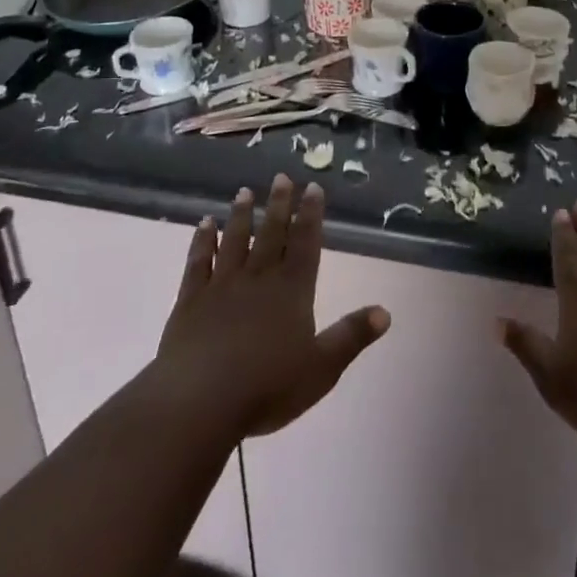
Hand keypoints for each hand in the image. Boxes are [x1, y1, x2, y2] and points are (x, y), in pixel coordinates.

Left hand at [155, 175, 389, 438]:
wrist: (199, 401)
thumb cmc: (267, 387)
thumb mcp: (321, 368)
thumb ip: (351, 336)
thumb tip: (385, 312)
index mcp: (292, 291)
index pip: (305, 243)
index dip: (310, 215)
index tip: (312, 187)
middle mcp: (259, 278)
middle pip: (271, 234)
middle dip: (279, 204)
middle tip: (281, 176)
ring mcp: (222, 285)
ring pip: (234, 240)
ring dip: (241, 215)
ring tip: (245, 192)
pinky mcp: (191, 300)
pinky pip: (198, 261)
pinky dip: (202, 240)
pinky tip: (205, 224)